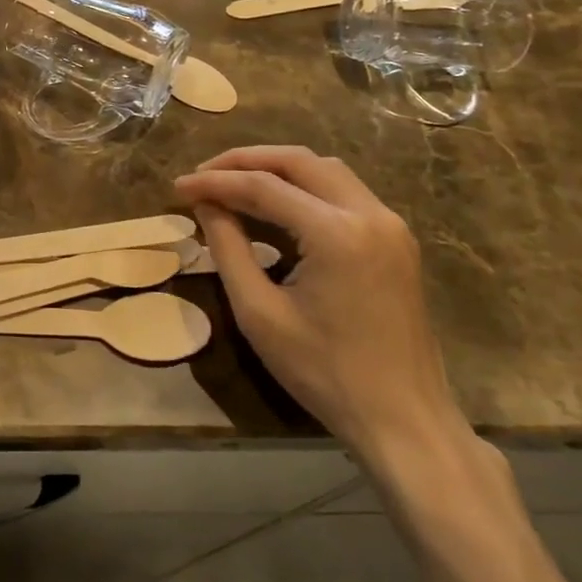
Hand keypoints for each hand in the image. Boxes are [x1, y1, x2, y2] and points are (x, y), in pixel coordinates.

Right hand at [175, 147, 464, 460]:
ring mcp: (390, 225)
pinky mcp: (396, 240)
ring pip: (325, 170)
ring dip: (276, 168)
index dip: (215, 181)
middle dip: (245, 161)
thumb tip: (206, 204)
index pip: (263, 186)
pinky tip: (276, 204)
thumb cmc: (325, 373)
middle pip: (298, 161)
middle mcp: (370, 214)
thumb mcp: (260, 313)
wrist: (404, 420)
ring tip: (233, 182)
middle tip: (204, 173)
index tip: (178, 186)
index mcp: (337, 234)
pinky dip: (304, 187)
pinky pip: (344, 192)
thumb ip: (228, 248)